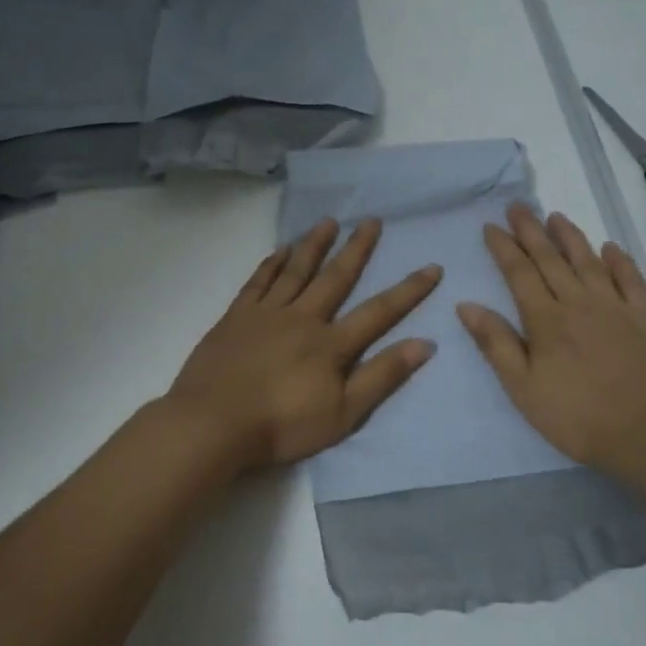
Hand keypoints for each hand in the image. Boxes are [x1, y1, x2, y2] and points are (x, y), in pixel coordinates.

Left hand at [166, 217, 440, 473]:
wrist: (214, 423)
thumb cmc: (282, 426)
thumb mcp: (343, 413)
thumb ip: (382, 376)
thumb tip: (425, 344)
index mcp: (331, 344)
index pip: (379, 311)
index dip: (408, 290)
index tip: (432, 266)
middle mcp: (302, 318)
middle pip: (335, 278)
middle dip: (357, 249)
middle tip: (371, 220)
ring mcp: (266, 313)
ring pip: (296, 270)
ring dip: (315, 245)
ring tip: (329, 221)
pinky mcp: (236, 316)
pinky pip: (258, 281)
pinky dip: (272, 263)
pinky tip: (281, 249)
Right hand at [457, 205, 645, 484]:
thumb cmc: (578, 418)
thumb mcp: (523, 389)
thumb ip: (496, 344)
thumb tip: (466, 305)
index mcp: (546, 321)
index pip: (519, 274)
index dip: (504, 248)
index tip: (491, 226)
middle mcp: (579, 303)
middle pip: (551, 260)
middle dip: (531, 231)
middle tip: (518, 206)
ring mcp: (617, 308)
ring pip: (589, 262)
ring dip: (571, 237)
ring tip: (556, 216)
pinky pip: (632, 280)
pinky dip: (619, 261)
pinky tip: (610, 248)